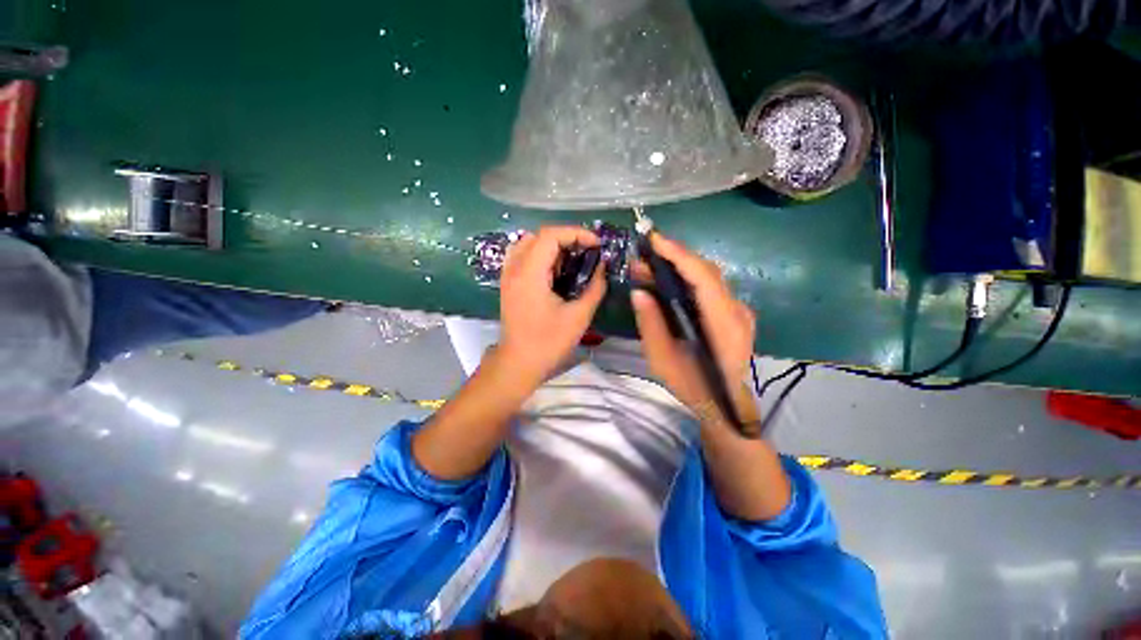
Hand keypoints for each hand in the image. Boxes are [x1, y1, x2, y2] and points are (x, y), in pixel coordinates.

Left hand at [499, 226, 606, 385]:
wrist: (519, 363)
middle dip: (566, 238)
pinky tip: (555, 271)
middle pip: (538, 236)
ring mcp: (508, 275)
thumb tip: (603, 268)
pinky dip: (540, 255)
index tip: (596, 244)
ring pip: (528, 244)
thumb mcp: (579, 316)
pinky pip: (522, 256)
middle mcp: (514, 268)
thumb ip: (595, 288)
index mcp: (529, 273)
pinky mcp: (508, 284)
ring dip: (552, 245)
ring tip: (572, 259)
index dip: (576, 233)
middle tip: (586, 251)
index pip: (550, 235)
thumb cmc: (548, 342)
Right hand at [630, 234, 756, 412]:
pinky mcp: (733, 312)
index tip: (654, 240)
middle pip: (707, 272)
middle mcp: (738, 312)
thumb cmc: (693, 386)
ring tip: (648, 265)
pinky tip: (666, 280)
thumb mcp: (663, 361)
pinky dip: (686, 277)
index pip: (704, 280)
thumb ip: (652, 325)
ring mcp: (739, 311)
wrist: (724, 404)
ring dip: (678, 266)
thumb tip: (639, 291)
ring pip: (708, 276)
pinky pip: (709, 287)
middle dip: (674, 257)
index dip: (679, 256)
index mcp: (724, 327)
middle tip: (643, 254)